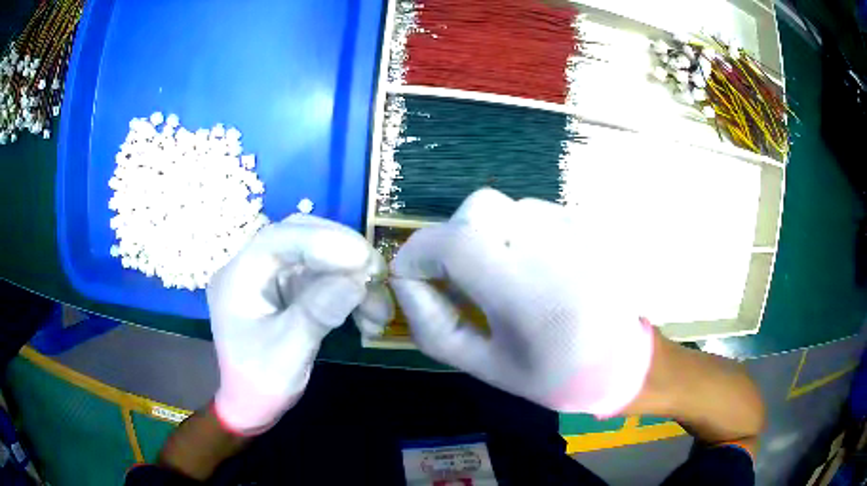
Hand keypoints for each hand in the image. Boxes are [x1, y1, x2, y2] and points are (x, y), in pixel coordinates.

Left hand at [208, 214, 392, 434]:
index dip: (321, 241)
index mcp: (239, 277)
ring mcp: (274, 277)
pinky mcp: (291, 290)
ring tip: (380, 310)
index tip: (362, 259)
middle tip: (378, 274)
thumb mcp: (287, 353)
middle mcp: (255, 267)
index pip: (278, 239)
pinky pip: (325, 278)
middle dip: (343, 252)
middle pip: (301, 237)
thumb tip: (357, 279)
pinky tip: (370, 317)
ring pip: (319, 257)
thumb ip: (317, 313)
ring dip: (354, 278)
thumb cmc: (259, 382)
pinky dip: (351, 293)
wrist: (252, 404)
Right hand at [391, 188, 653, 416]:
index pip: (453, 242)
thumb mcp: (485, 366)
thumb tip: (405, 283)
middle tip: (460, 275)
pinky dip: (518, 232)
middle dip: (453, 237)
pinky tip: (536, 267)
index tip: (413, 276)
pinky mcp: (588, 224)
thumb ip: (434, 327)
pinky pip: (535, 212)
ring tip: (505, 275)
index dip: (419, 253)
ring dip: (488, 235)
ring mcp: (577, 228)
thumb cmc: (553, 374)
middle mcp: (554, 246)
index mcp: (526, 291)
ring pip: (507, 207)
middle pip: (479, 208)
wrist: (623, 363)